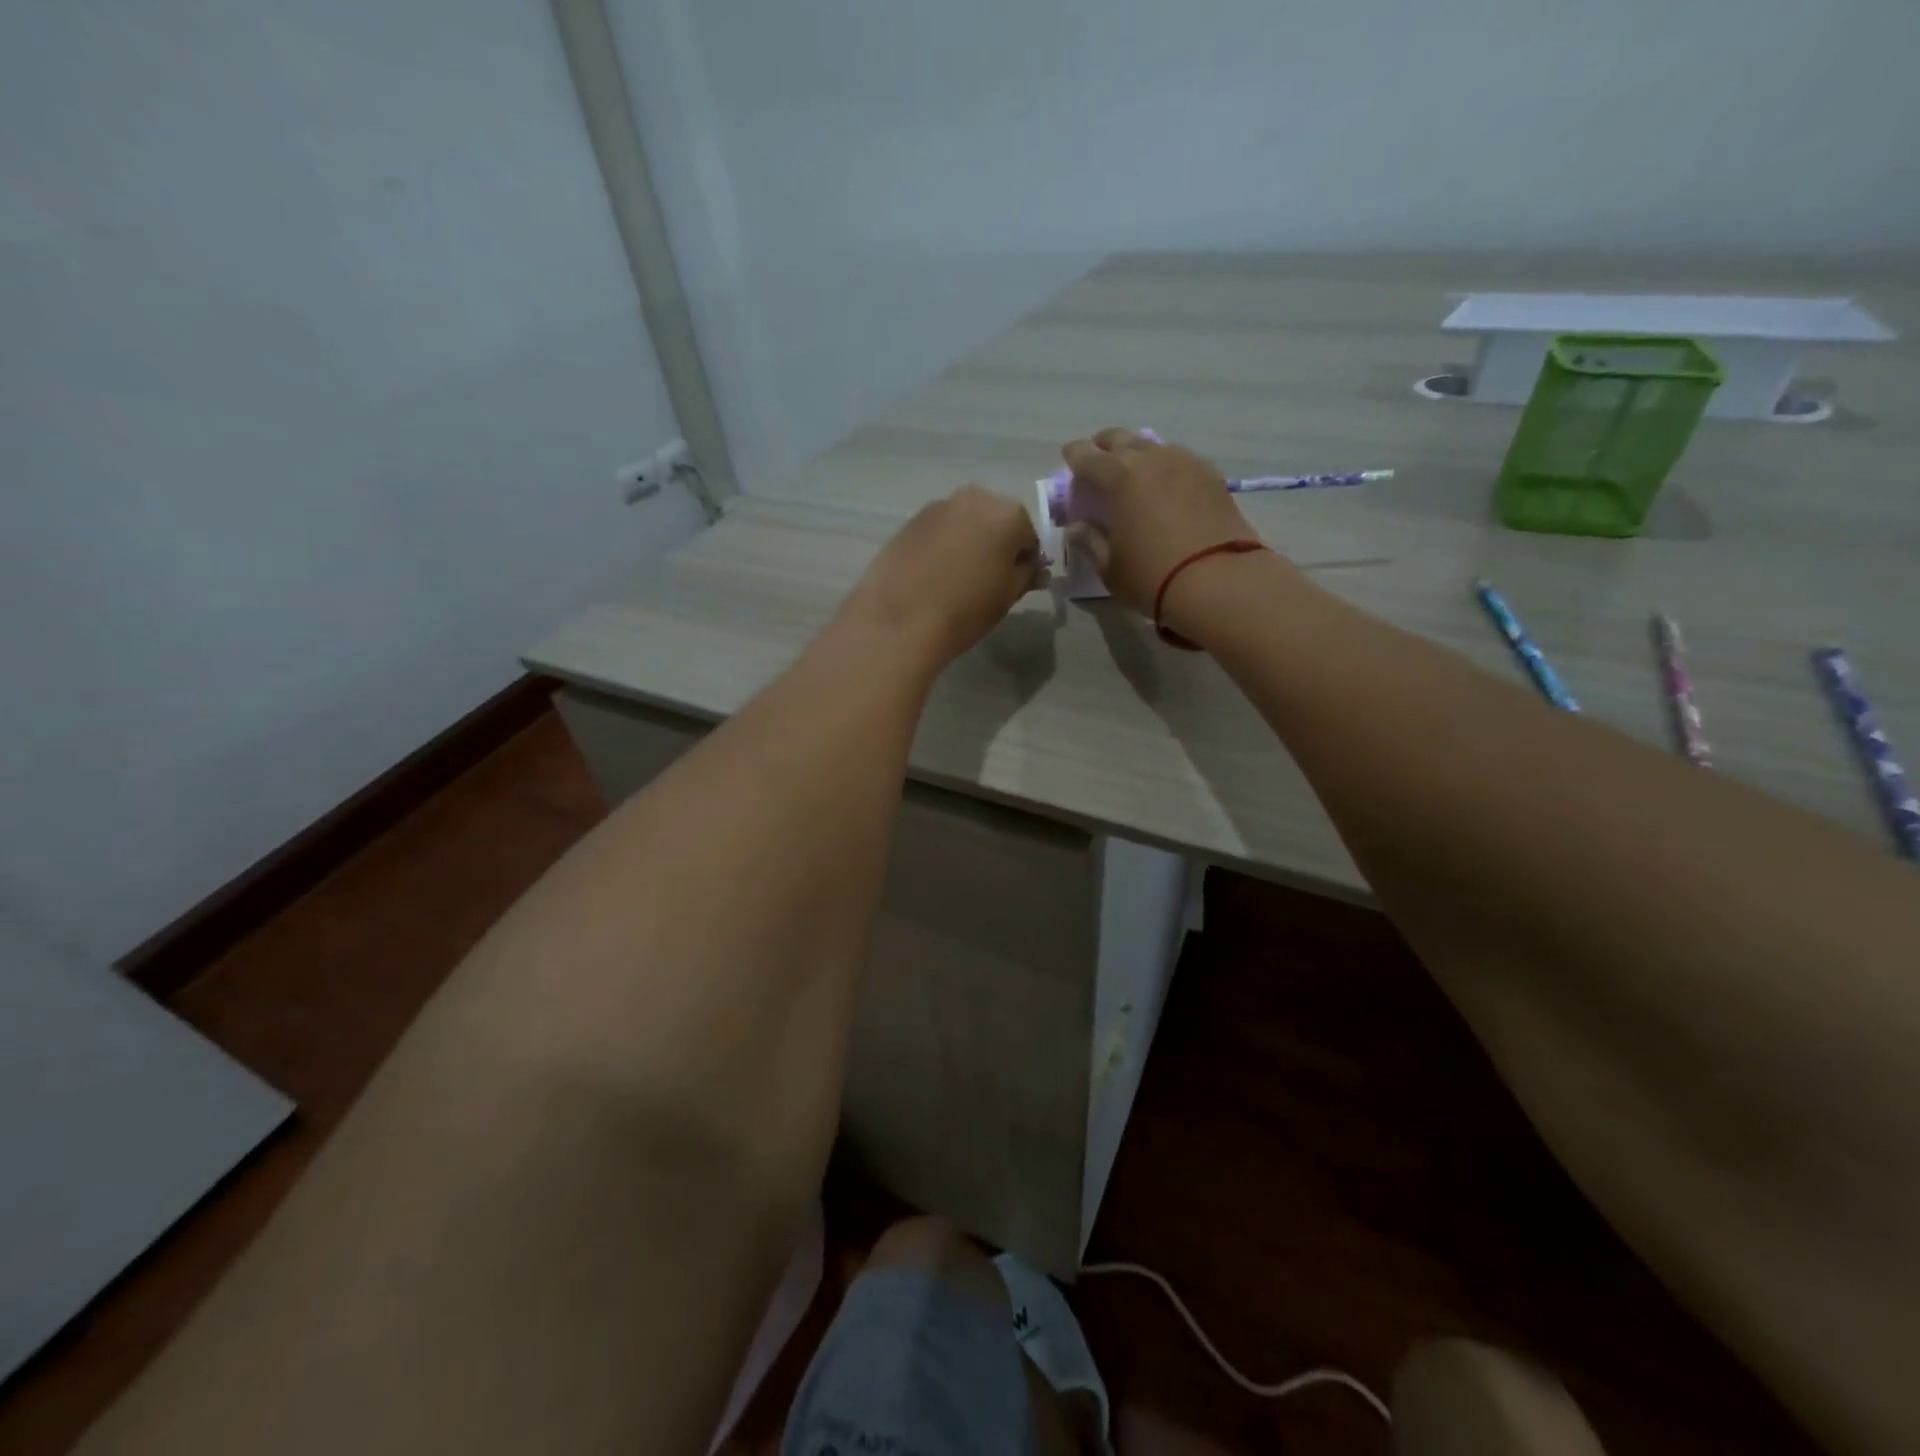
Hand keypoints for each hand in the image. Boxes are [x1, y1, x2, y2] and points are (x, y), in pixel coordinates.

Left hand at [838, 485, 1045, 666]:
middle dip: (996, 545)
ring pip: (965, 524)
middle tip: (987, 580)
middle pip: (995, 521)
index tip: (1015, 584)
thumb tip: (1034, 569)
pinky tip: (933, 575)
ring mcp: (938, 506)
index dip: (1025, 562)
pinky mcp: (910, 521)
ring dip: (968, 543)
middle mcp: (974, 498)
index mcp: (1007, 513)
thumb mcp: (1008, 596)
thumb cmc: (966, 609)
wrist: (901, 620)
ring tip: (957, 579)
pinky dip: (942, 546)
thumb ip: (1026, 575)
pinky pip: (939, 531)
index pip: (1028, 537)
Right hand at [1059, 428, 1260, 616]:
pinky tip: (1165, 483)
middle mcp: (1152, 459)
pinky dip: (1165, 465)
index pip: (1088, 456)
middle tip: (1098, 460)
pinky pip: (1180, 460)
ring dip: (1137, 453)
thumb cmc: (1153, 577)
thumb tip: (1078, 527)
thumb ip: (1090, 541)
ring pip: (1153, 446)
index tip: (1068, 459)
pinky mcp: (1212, 476)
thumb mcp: (1110, 567)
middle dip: (1105, 446)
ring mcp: (1186, 463)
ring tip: (1132, 472)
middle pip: (1122, 439)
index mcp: (1120, 476)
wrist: (1220, 582)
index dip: (1074, 456)